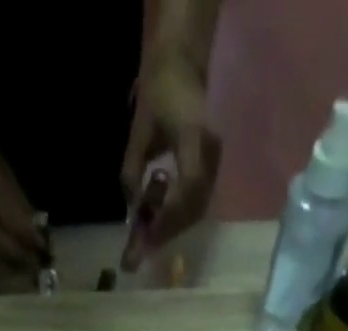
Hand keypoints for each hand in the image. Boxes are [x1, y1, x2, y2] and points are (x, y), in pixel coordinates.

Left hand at [122, 52, 221, 256]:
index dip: (167, 217)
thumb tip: (132, 209)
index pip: (187, 189)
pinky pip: (197, 203)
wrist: (183, 65)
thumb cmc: (159, 92)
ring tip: (148, 234)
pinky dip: (178, 217)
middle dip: (167, 230)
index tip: (146, 235)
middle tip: (141, 248)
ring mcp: (215, 163)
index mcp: (194, 137)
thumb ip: (133, 170)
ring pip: (196, 210)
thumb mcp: (139, 129)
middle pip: (193, 207)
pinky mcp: (212, 169)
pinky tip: (160, 218)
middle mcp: (210, 153)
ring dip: (172, 227)